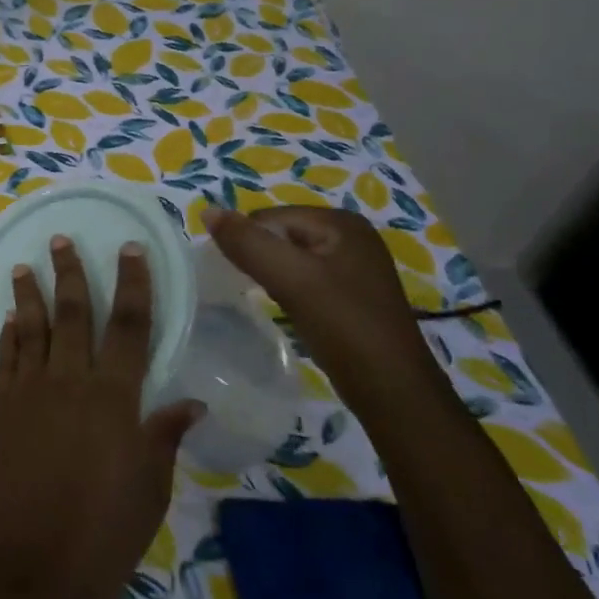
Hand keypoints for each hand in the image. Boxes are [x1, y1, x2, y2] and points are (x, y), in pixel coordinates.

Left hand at [0, 235, 201, 598]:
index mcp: (116, 397)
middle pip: (74, 315)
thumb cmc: (106, 530)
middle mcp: (71, 382)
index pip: (130, 326)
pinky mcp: (3, 410)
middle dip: (72, 274)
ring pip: (32, 330)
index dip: (133, 284)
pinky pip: (5, 360)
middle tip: (61, 241)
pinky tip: (9, 319)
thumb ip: (164, 435)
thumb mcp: (151, 486)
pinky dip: (8, 335)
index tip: (129, 249)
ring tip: (25, 266)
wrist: (36, 563)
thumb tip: (191, 402)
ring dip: (30, 295)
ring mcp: (31, 393)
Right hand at [205, 207, 445, 403]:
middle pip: (280, 234)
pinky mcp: (351, 292)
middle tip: (253, 290)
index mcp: (340, 221)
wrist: (391, 387)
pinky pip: (305, 278)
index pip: (268, 217)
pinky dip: (289, 290)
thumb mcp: (289, 278)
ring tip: (270, 300)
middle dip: (260, 258)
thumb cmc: (342, 324)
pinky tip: (290, 310)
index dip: (247, 243)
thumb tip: (207, 212)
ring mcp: (354, 265)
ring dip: (272, 276)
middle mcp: (351, 235)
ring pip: (290, 258)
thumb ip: (247, 243)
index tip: (238, 275)